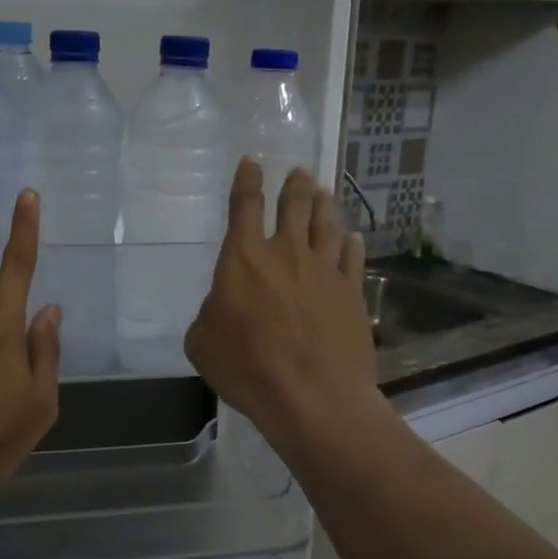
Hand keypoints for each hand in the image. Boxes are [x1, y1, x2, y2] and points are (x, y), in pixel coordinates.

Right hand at [185, 159, 377, 448]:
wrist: (314, 397)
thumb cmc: (248, 368)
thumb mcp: (203, 342)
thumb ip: (211, 313)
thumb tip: (225, 305)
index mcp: (244, 258)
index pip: (244, 205)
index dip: (247, 180)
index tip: (253, 162)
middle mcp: (286, 253)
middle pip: (293, 207)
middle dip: (294, 186)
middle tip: (300, 172)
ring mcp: (324, 271)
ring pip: (326, 226)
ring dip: (324, 206)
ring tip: (325, 193)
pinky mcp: (352, 293)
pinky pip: (353, 259)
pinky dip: (352, 245)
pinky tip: (354, 238)